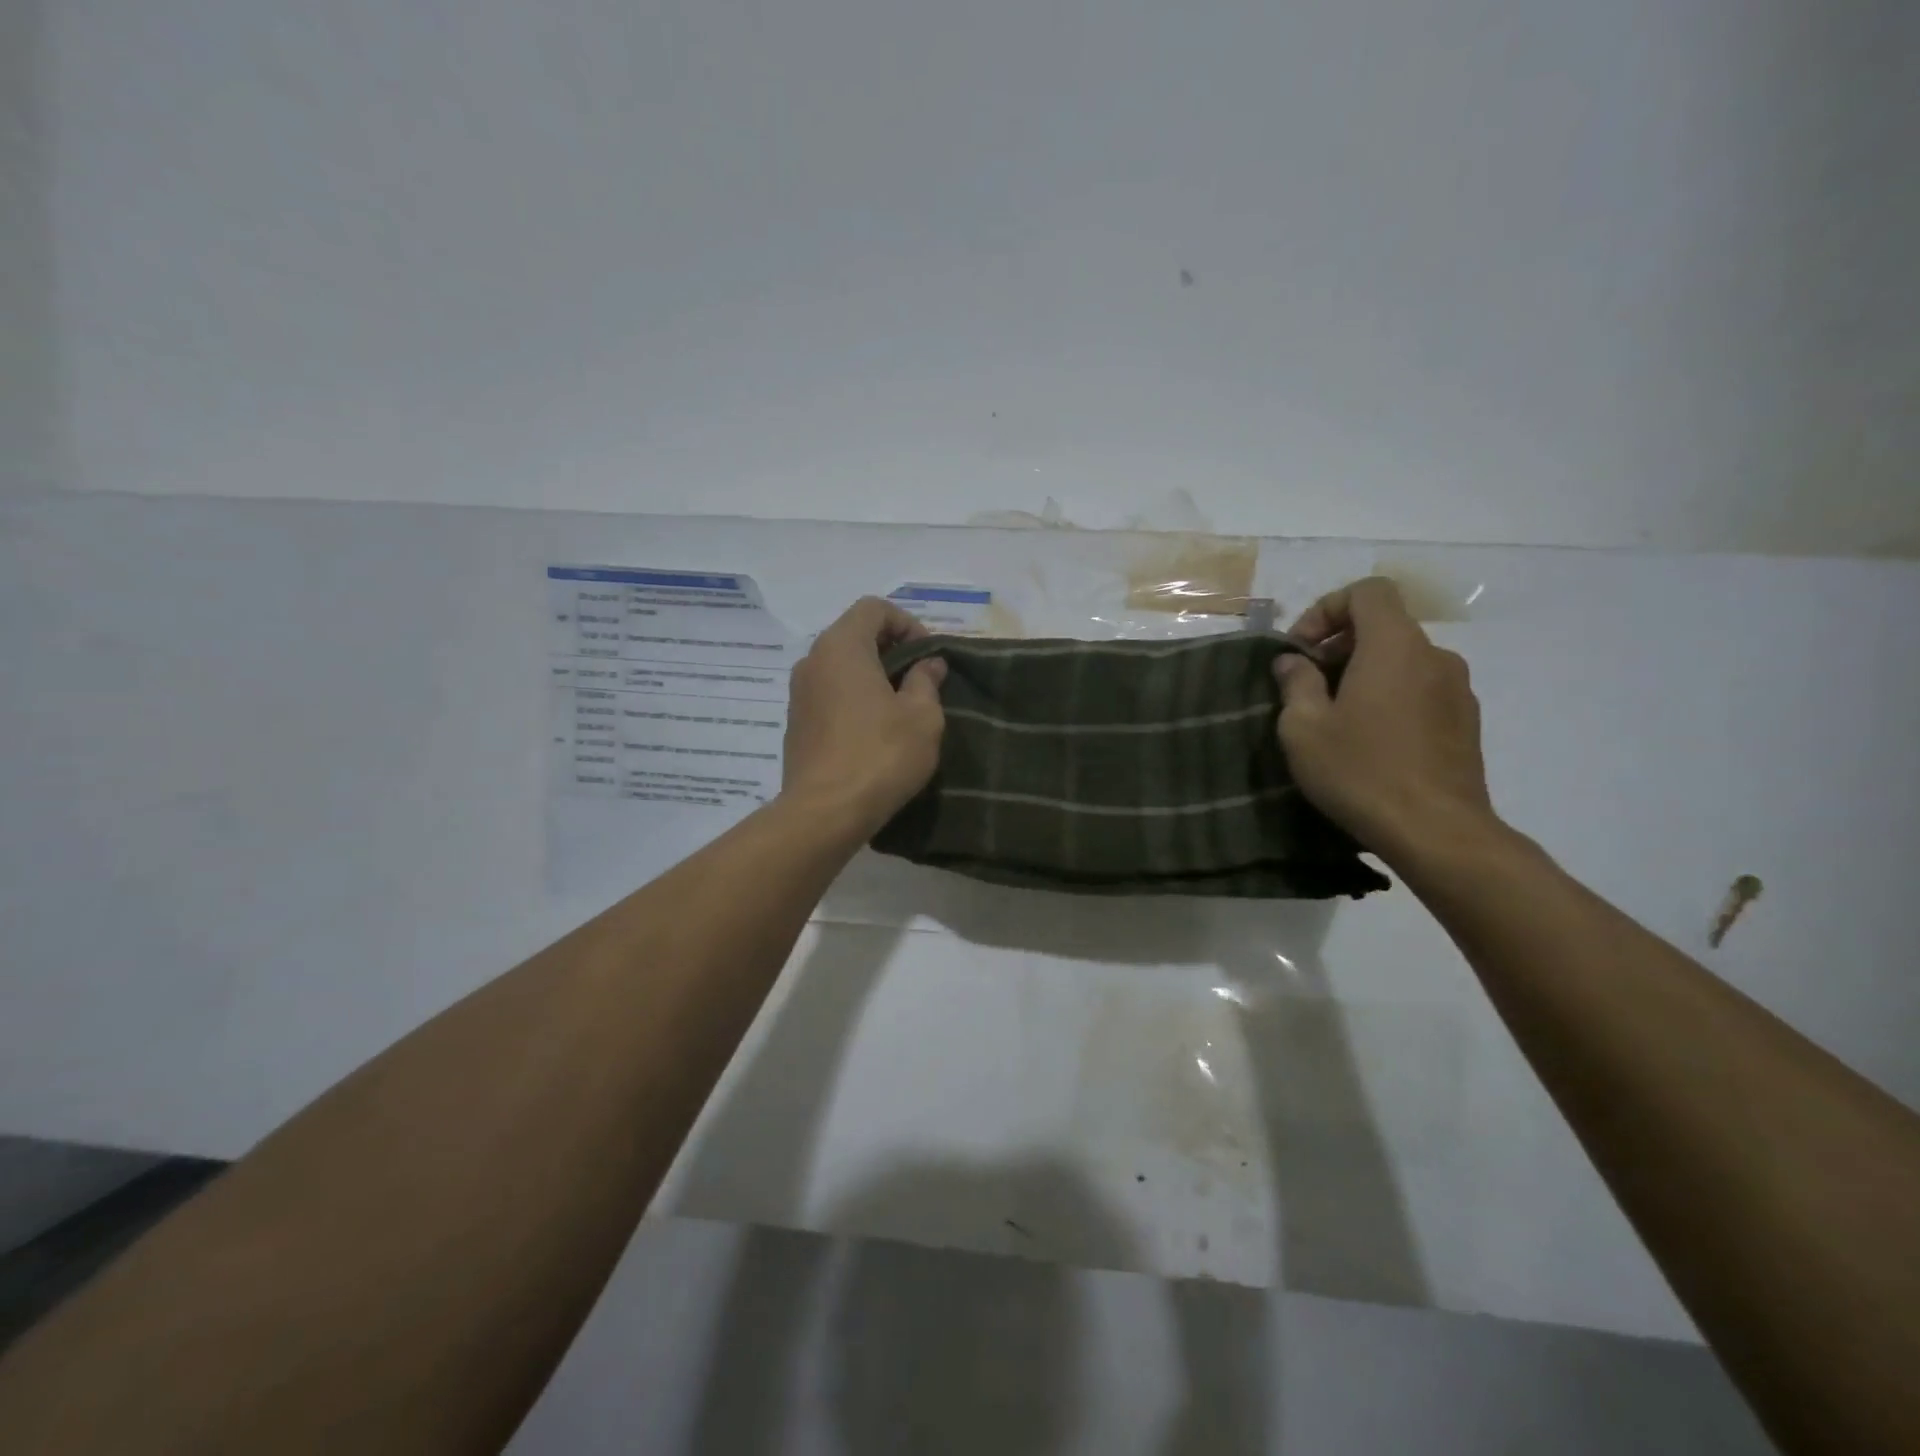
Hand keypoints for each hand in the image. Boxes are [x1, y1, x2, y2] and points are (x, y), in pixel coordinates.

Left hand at [781, 597, 947, 834]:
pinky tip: (876, 731)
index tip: (928, 656)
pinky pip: (830, 694)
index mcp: (842, 646)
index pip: (874, 608)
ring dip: (873, 676)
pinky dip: (854, 698)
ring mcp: (798, 693)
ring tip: (902, 708)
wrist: (824, 812)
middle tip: (921, 680)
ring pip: (841, 667)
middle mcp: (812, 660)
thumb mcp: (922, 716)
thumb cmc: (880, 755)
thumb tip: (928, 664)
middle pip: (855, 634)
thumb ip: (926, 681)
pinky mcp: (796, 723)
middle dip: (892, 650)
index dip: (907, 623)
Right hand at [1272, 577, 1496, 864]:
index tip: (1301, 650)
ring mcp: (1457, 689)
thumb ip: (1296, 684)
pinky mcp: (1466, 721)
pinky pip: (1420, 688)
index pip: (1368, 592)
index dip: (1327, 609)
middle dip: (1339, 644)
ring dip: (1364, 673)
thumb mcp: (1304, 728)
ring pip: (1402, 659)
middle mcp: (1434, 656)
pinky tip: (1369, 739)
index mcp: (1394, 646)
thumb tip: (1294, 662)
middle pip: (1384, 625)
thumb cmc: (1361, 771)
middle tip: (1307, 685)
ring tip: (1335, 715)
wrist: (1437, 832)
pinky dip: (1390, 695)